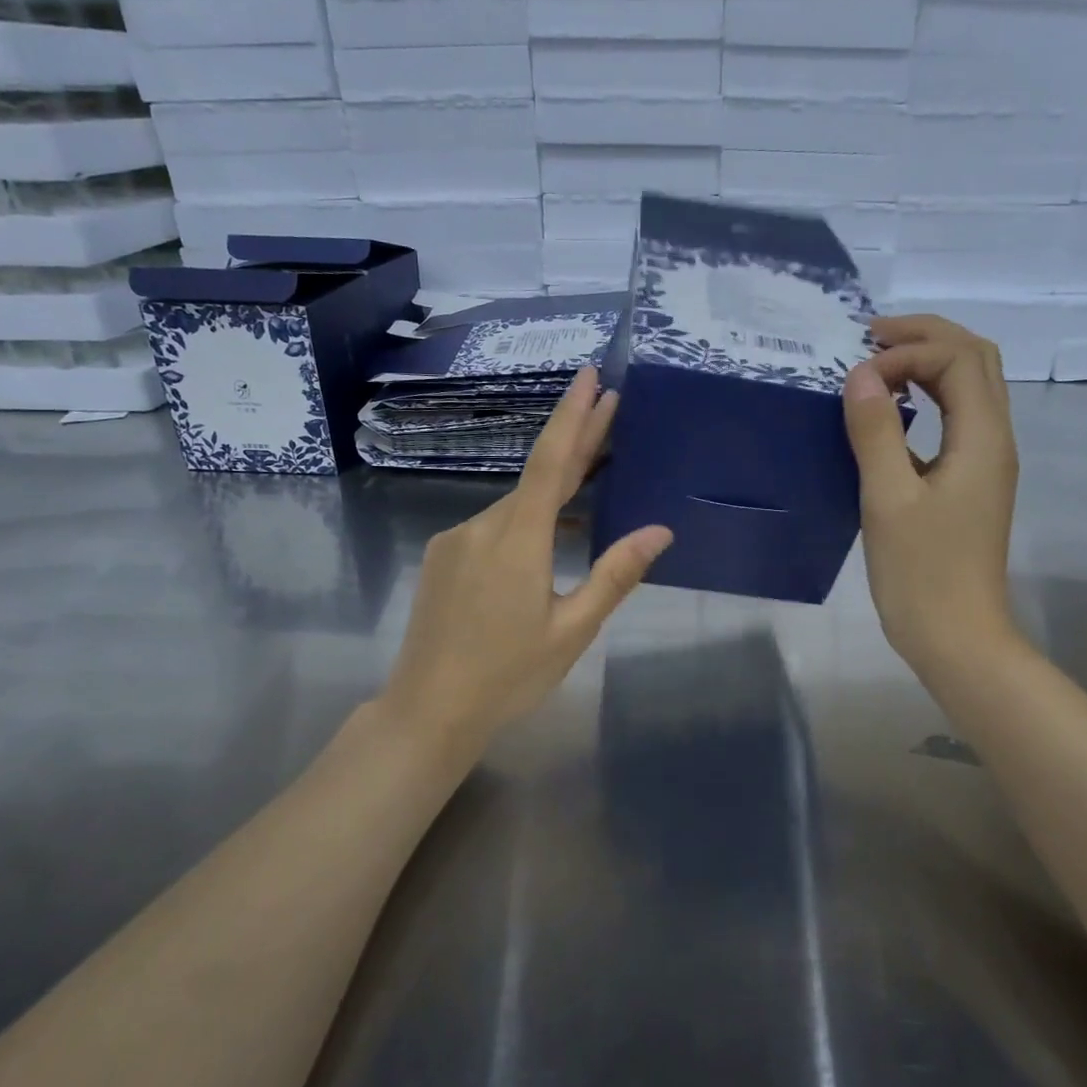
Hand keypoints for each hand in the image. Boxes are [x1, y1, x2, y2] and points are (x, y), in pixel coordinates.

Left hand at [381, 366, 672, 749]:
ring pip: (515, 507)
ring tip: (594, 486)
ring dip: (553, 495)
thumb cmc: (508, 675)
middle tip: (611, 408)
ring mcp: (456, 540)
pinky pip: (493, 527)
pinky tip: (546, 542)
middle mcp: (482, 525)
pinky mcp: (442, 557)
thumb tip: (659, 531)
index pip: (551, 462)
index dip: (574, 416)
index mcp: (518, 539)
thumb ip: (615, 575)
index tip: (590, 376)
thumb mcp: (572, 630)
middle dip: (576, 442)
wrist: (427, 710)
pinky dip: (525, 523)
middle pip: (536, 476)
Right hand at [842, 315, 1020, 678]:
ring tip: (879, 364)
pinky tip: (892, 412)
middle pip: (976, 359)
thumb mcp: (888, 499)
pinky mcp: (970, 482)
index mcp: (982, 439)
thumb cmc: (921, 573)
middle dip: (927, 336)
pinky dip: (928, 396)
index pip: (958, 359)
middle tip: (871, 337)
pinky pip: (957, 418)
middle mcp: (994, 440)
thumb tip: (859, 374)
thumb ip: (876, 432)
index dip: (908, 350)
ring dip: (930, 363)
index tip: (858, 374)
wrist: (956, 636)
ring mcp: (986, 462)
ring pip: (971, 387)